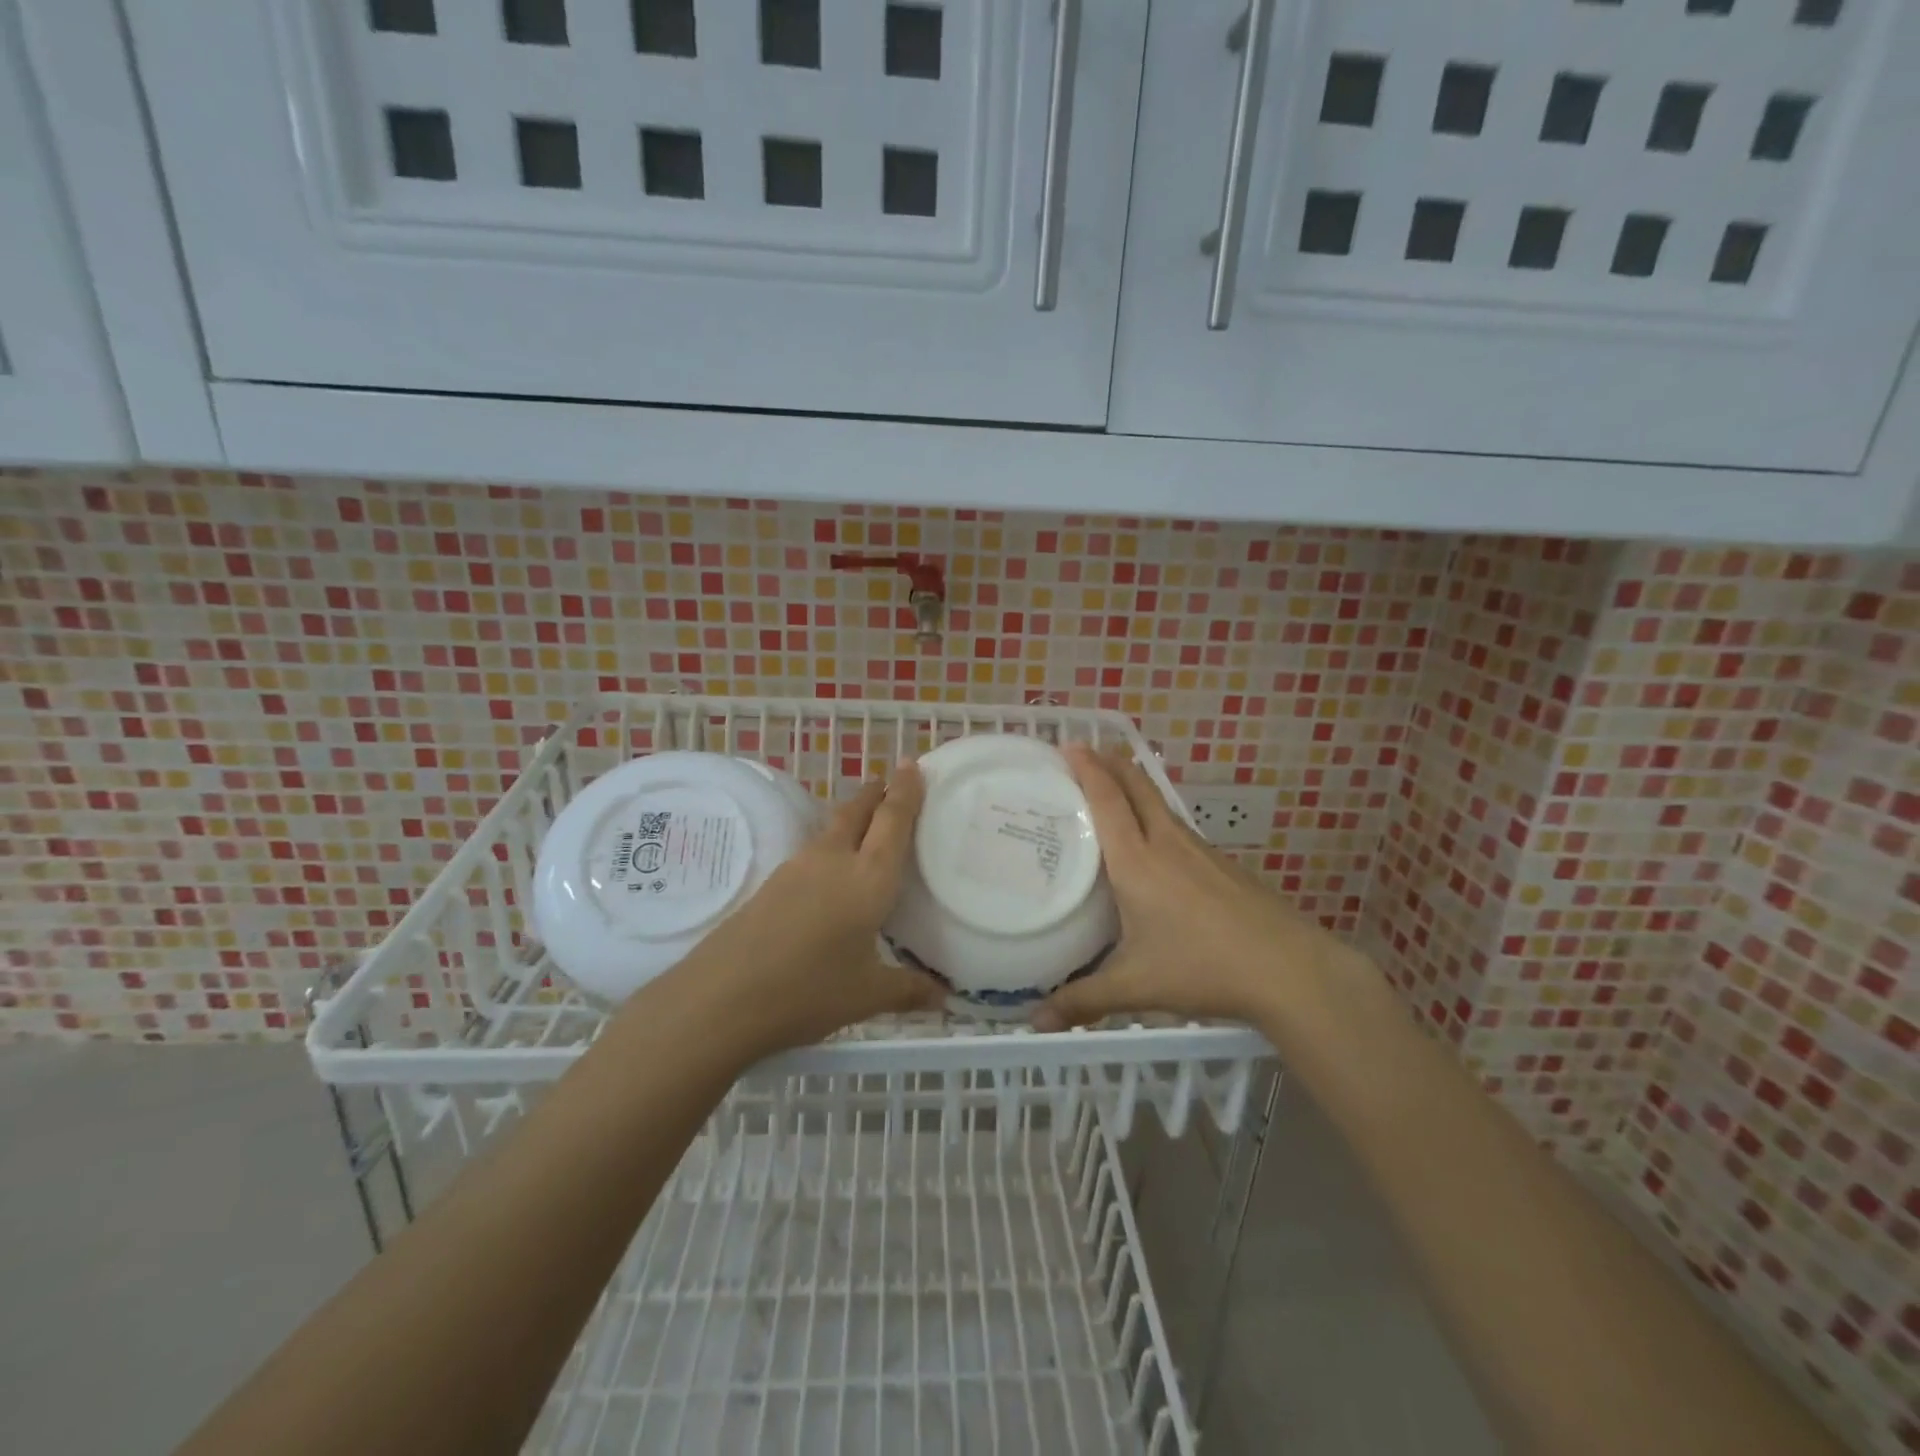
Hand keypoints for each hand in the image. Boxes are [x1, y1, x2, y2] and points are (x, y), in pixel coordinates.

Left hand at [689, 761, 943, 1052]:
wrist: (722, 997)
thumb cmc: (807, 991)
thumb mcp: (866, 995)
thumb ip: (907, 990)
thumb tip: (943, 997)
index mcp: (868, 879)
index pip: (893, 822)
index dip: (905, 792)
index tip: (911, 764)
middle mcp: (834, 861)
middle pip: (857, 812)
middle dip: (876, 793)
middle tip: (890, 779)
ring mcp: (797, 869)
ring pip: (832, 828)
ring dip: (852, 815)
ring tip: (866, 818)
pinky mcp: (772, 883)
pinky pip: (813, 851)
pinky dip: (831, 843)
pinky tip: (831, 867)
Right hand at [1032, 745, 1366, 1030]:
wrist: (1289, 969)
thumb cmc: (1202, 968)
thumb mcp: (1135, 986)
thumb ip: (1082, 1000)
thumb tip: (1035, 1023)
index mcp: (1137, 862)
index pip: (1107, 799)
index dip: (1087, 767)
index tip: (1068, 744)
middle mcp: (1166, 844)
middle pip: (1136, 785)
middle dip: (1110, 761)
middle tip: (1085, 751)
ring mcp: (1199, 851)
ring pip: (1159, 803)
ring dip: (1134, 786)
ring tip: (1112, 789)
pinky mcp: (1222, 864)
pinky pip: (1178, 826)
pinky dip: (1155, 815)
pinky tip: (1155, 843)